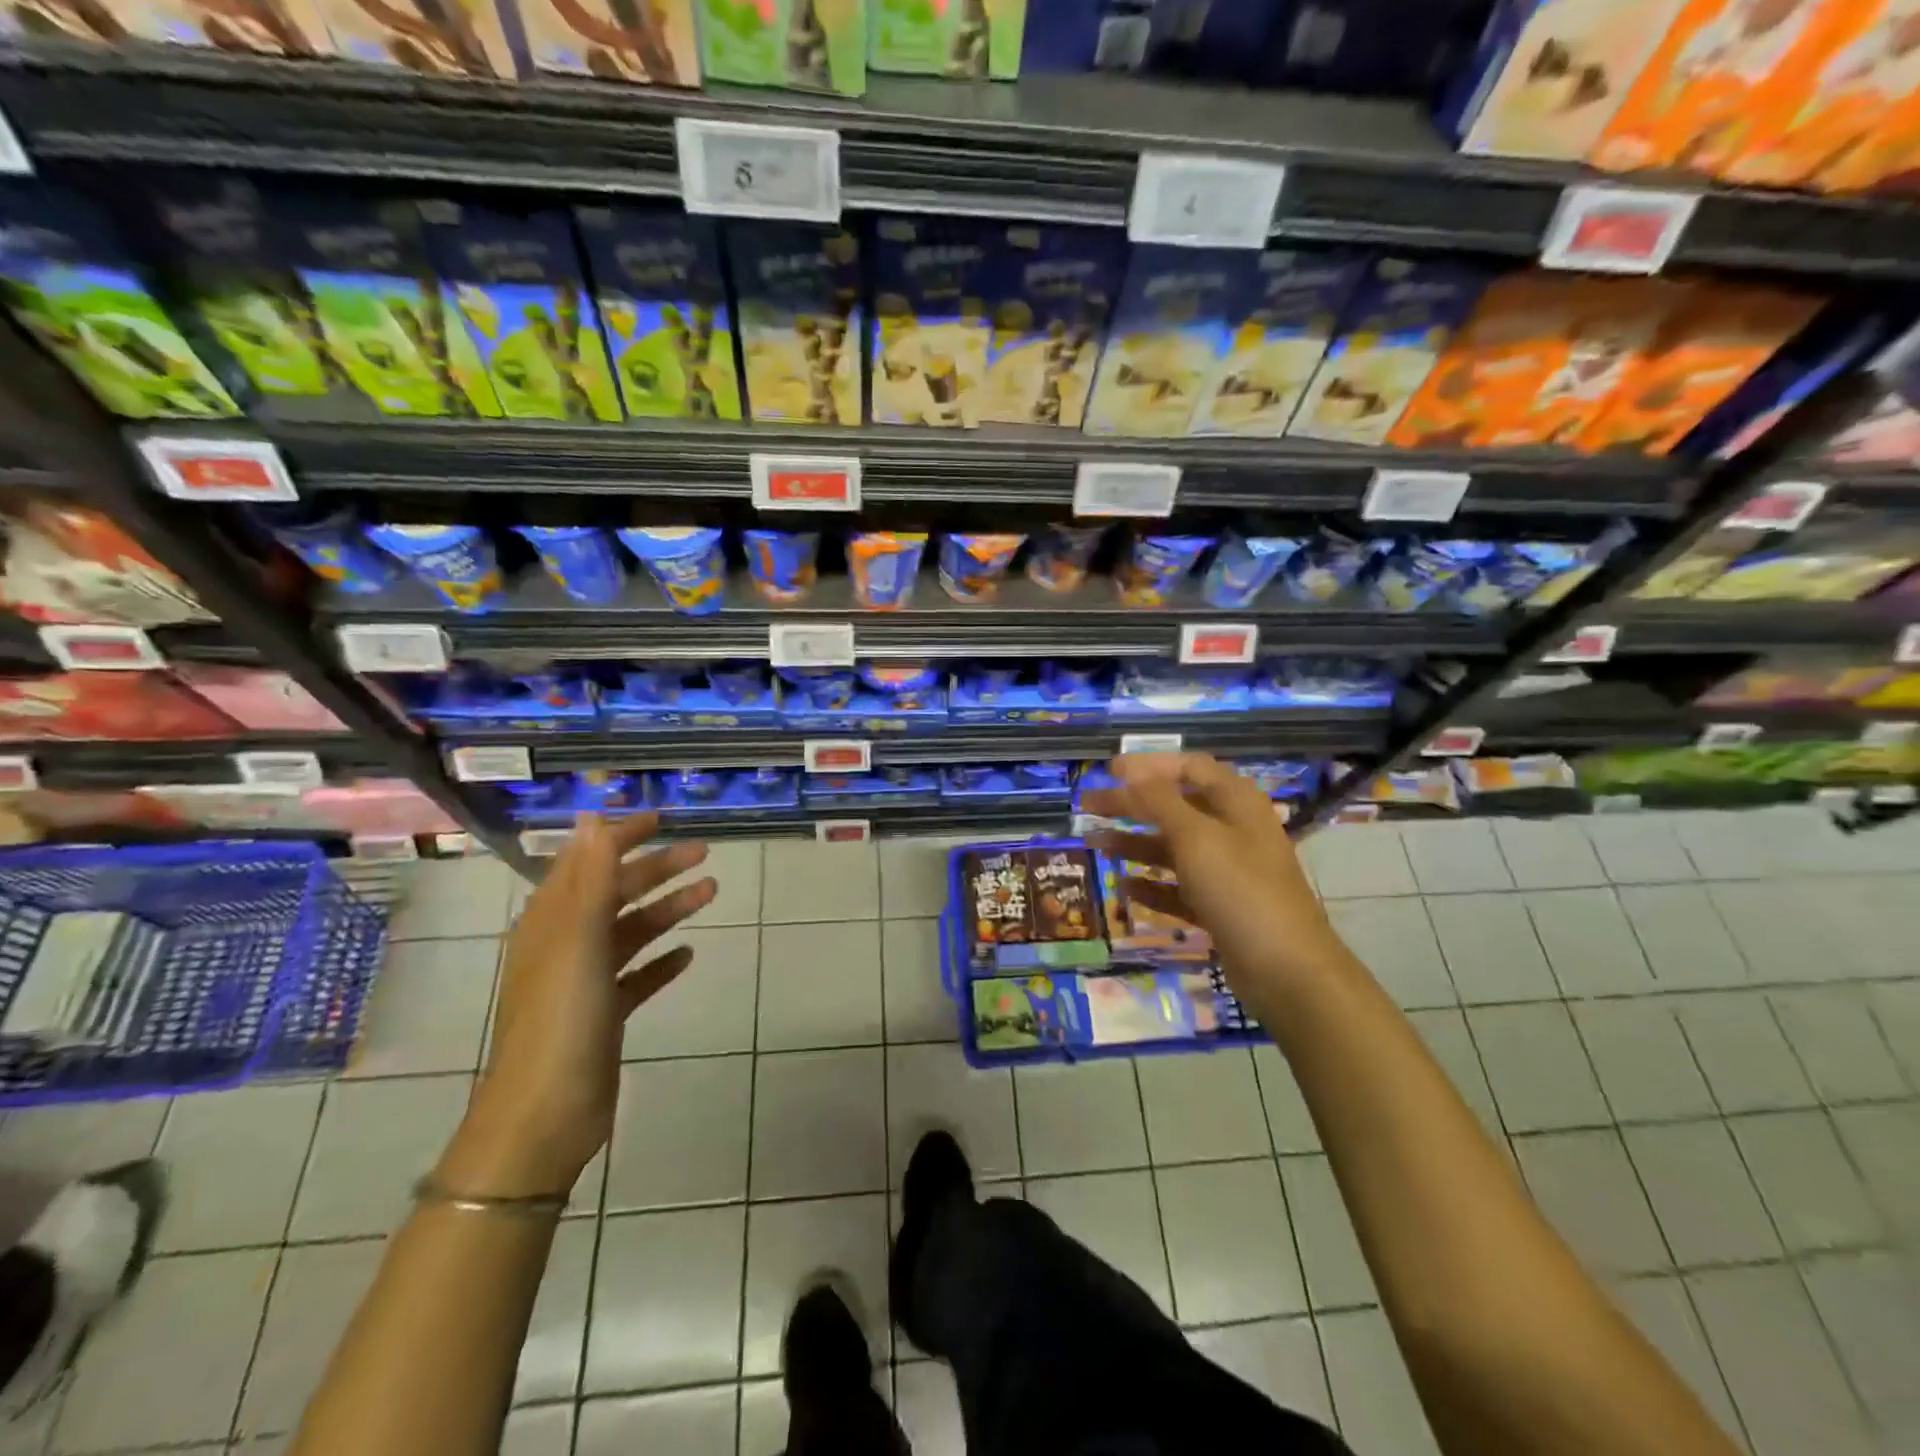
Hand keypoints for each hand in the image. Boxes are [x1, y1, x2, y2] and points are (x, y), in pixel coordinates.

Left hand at [442, 813, 715, 1198]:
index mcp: (551, 921)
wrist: (545, 1115)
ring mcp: (585, 981)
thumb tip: (592, 817)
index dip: (621, 837)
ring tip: (711, 892)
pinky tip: (688, 954)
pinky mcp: (604, 1014)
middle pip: (616, 893)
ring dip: (668, 908)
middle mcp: (566, 944)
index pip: (587, 862)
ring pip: (632, 930)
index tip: (661, 817)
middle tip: (703, 851)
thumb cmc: (561, 1018)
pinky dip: (661, 960)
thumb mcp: (578, 938)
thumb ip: (591, 877)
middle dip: (657, 868)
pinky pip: (638, 975)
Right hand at [1082, 753, 1336, 995]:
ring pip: (1173, 847)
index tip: (1109, 771)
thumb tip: (1130, 769)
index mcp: (1235, 802)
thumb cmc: (1241, 891)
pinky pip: (1178, 888)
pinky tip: (1124, 888)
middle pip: (1174, 806)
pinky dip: (1152, 885)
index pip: (1189, 767)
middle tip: (1088, 805)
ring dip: (1134, 843)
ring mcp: (1228, 871)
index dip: (1149, 765)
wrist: (1287, 971)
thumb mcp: (1196, 837)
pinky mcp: (1220, 906)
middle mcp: (1233, 830)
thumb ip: (1159, 801)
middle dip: (1131, 804)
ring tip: (1094, 843)